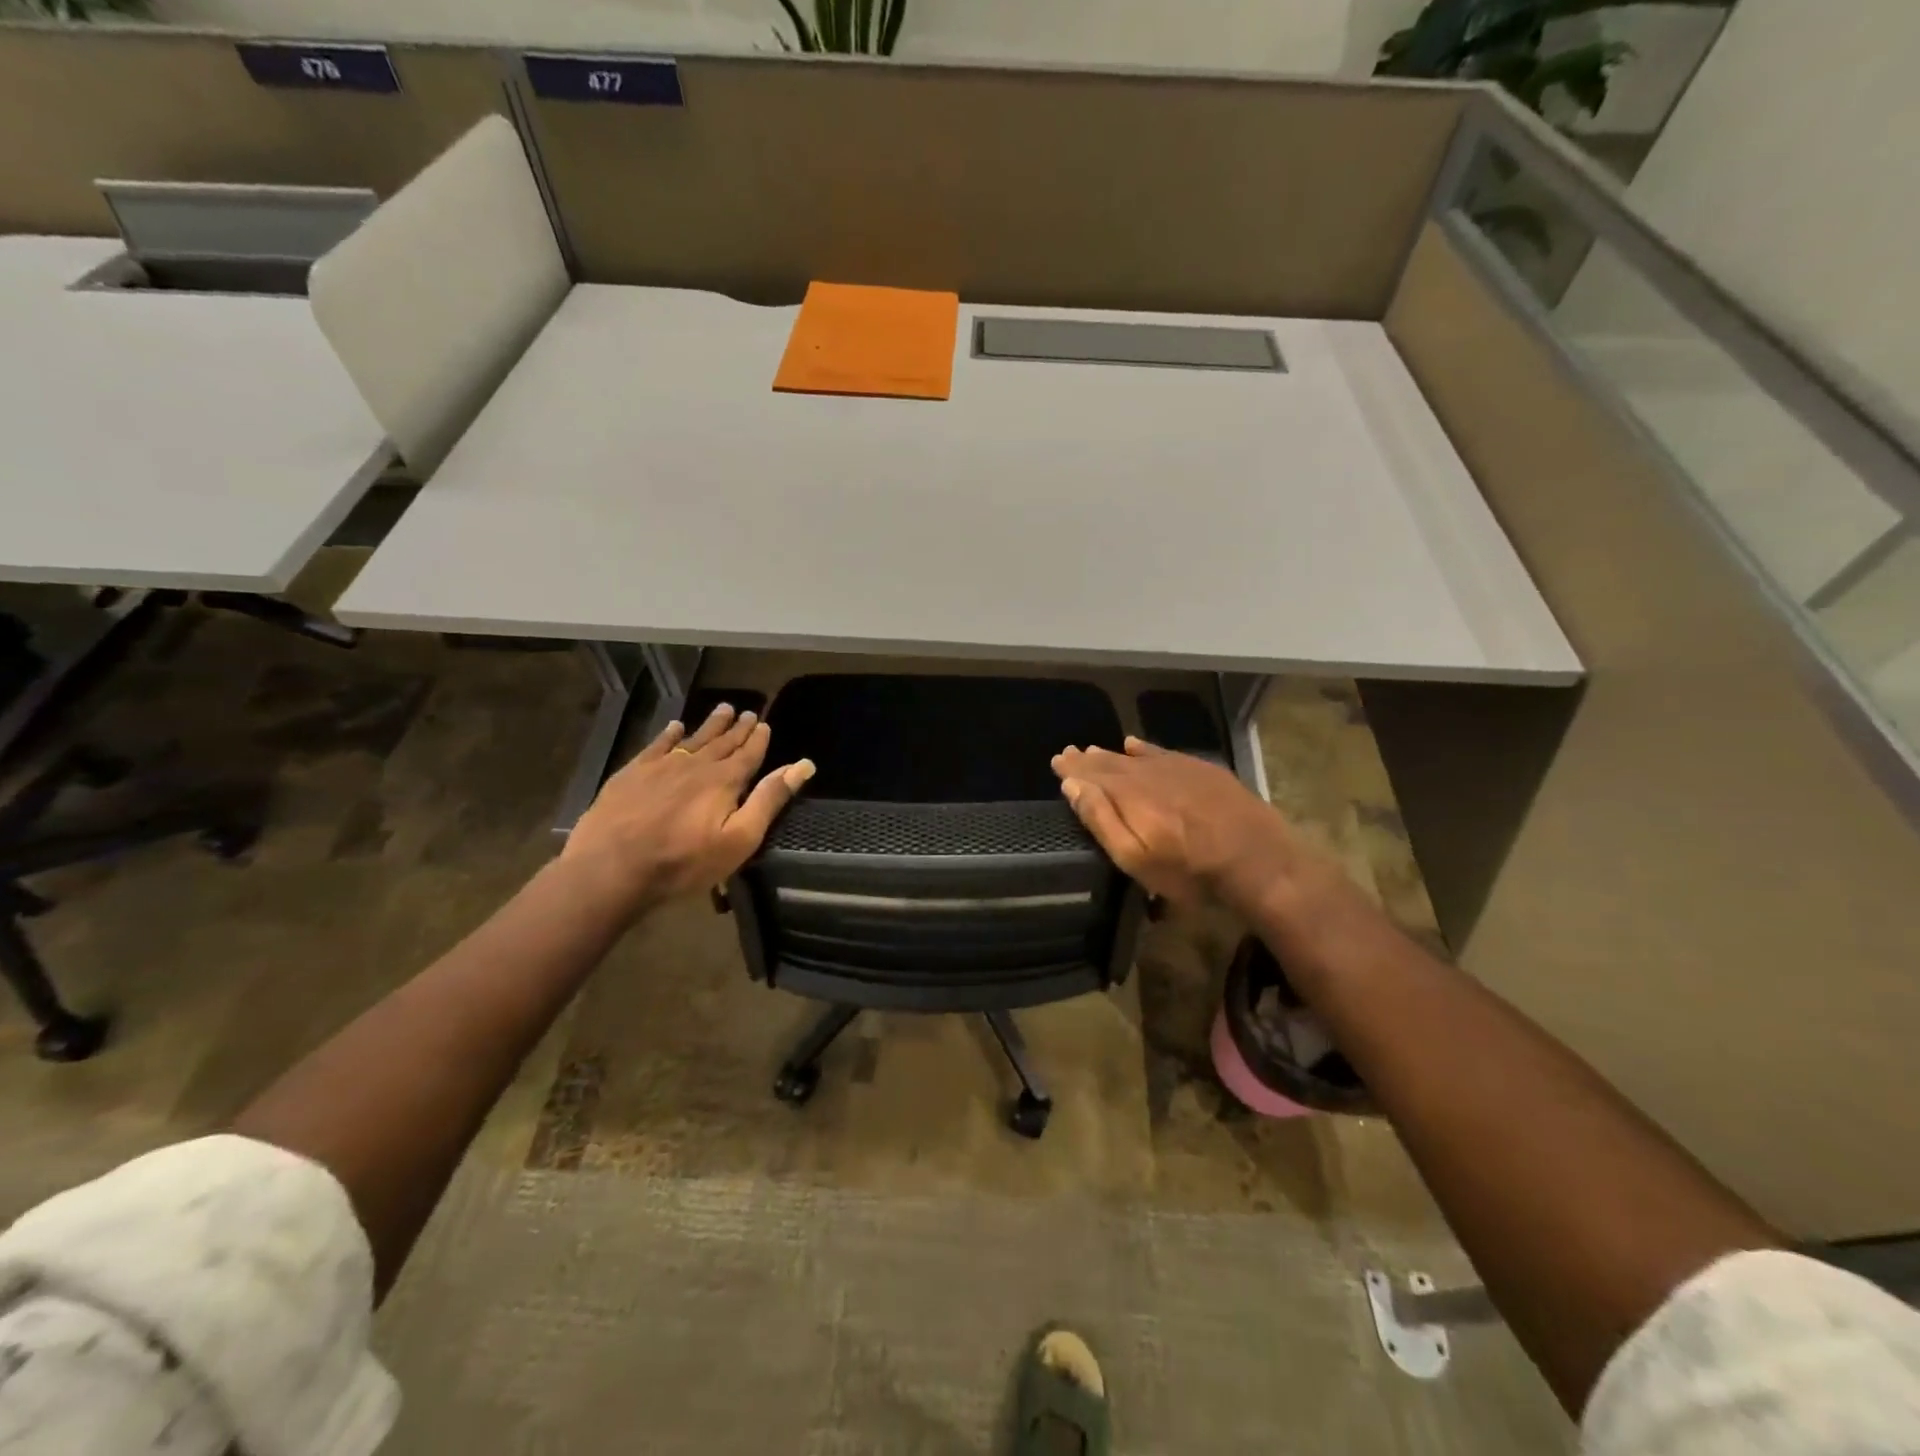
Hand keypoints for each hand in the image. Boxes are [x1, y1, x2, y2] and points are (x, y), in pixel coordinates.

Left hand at [562, 703, 814, 915]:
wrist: (611, 868)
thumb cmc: (683, 862)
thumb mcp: (739, 839)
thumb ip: (769, 800)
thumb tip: (803, 765)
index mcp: (725, 781)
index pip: (748, 754)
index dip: (758, 739)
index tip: (765, 724)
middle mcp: (696, 765)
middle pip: (723, 742)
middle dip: (737, 728)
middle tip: (748, 712)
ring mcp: (661, 766)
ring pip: (693, 738)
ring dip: (710, 725)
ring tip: (723, 709)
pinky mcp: (632, 773)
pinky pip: (657, 745)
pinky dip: (669, 734)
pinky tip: (675, 727)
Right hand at [1051, 737, 1318, 916]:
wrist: (1258, 860)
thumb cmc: (1190, 871)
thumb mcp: (1136, 858)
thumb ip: (1102, 820)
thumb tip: (1072, 785)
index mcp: (1128, 795)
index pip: (1092, 776)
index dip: (1073, 769)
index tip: (1057, 761)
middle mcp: (1148, 774)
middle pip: (1110, 763)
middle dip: (1087, 759)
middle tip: (1068, 753)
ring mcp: (1177, 768)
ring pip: (1134, 756)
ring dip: (1111, 754)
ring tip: (1093, 750)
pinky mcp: (1201, 770)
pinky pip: (1162, 752)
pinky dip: (1143, 748)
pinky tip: (1133, 744)